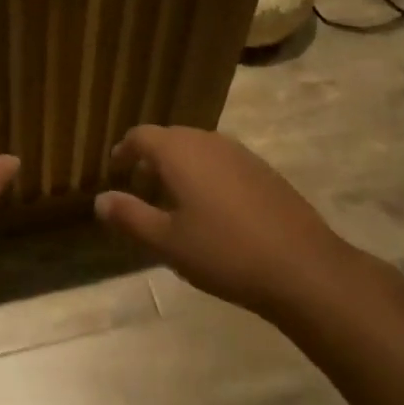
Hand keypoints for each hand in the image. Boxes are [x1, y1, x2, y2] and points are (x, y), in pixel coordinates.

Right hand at [96, 125, 358, 323]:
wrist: (304, 269)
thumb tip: (99, 200)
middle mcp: (208, 141)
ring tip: (174, 200)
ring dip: (180, 166)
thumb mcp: (167, 242)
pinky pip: (223, 162)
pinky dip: (207, 174)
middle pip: (170, 137)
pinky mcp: (264, 171)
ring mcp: (241, 154)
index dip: (124, 151)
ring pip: (199, 148)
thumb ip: (130, 216)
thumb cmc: (224, 253)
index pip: (141, 136)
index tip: (116, 170)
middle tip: (141, 187)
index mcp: (179, 151)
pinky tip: (214, 210)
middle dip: (151, 157)